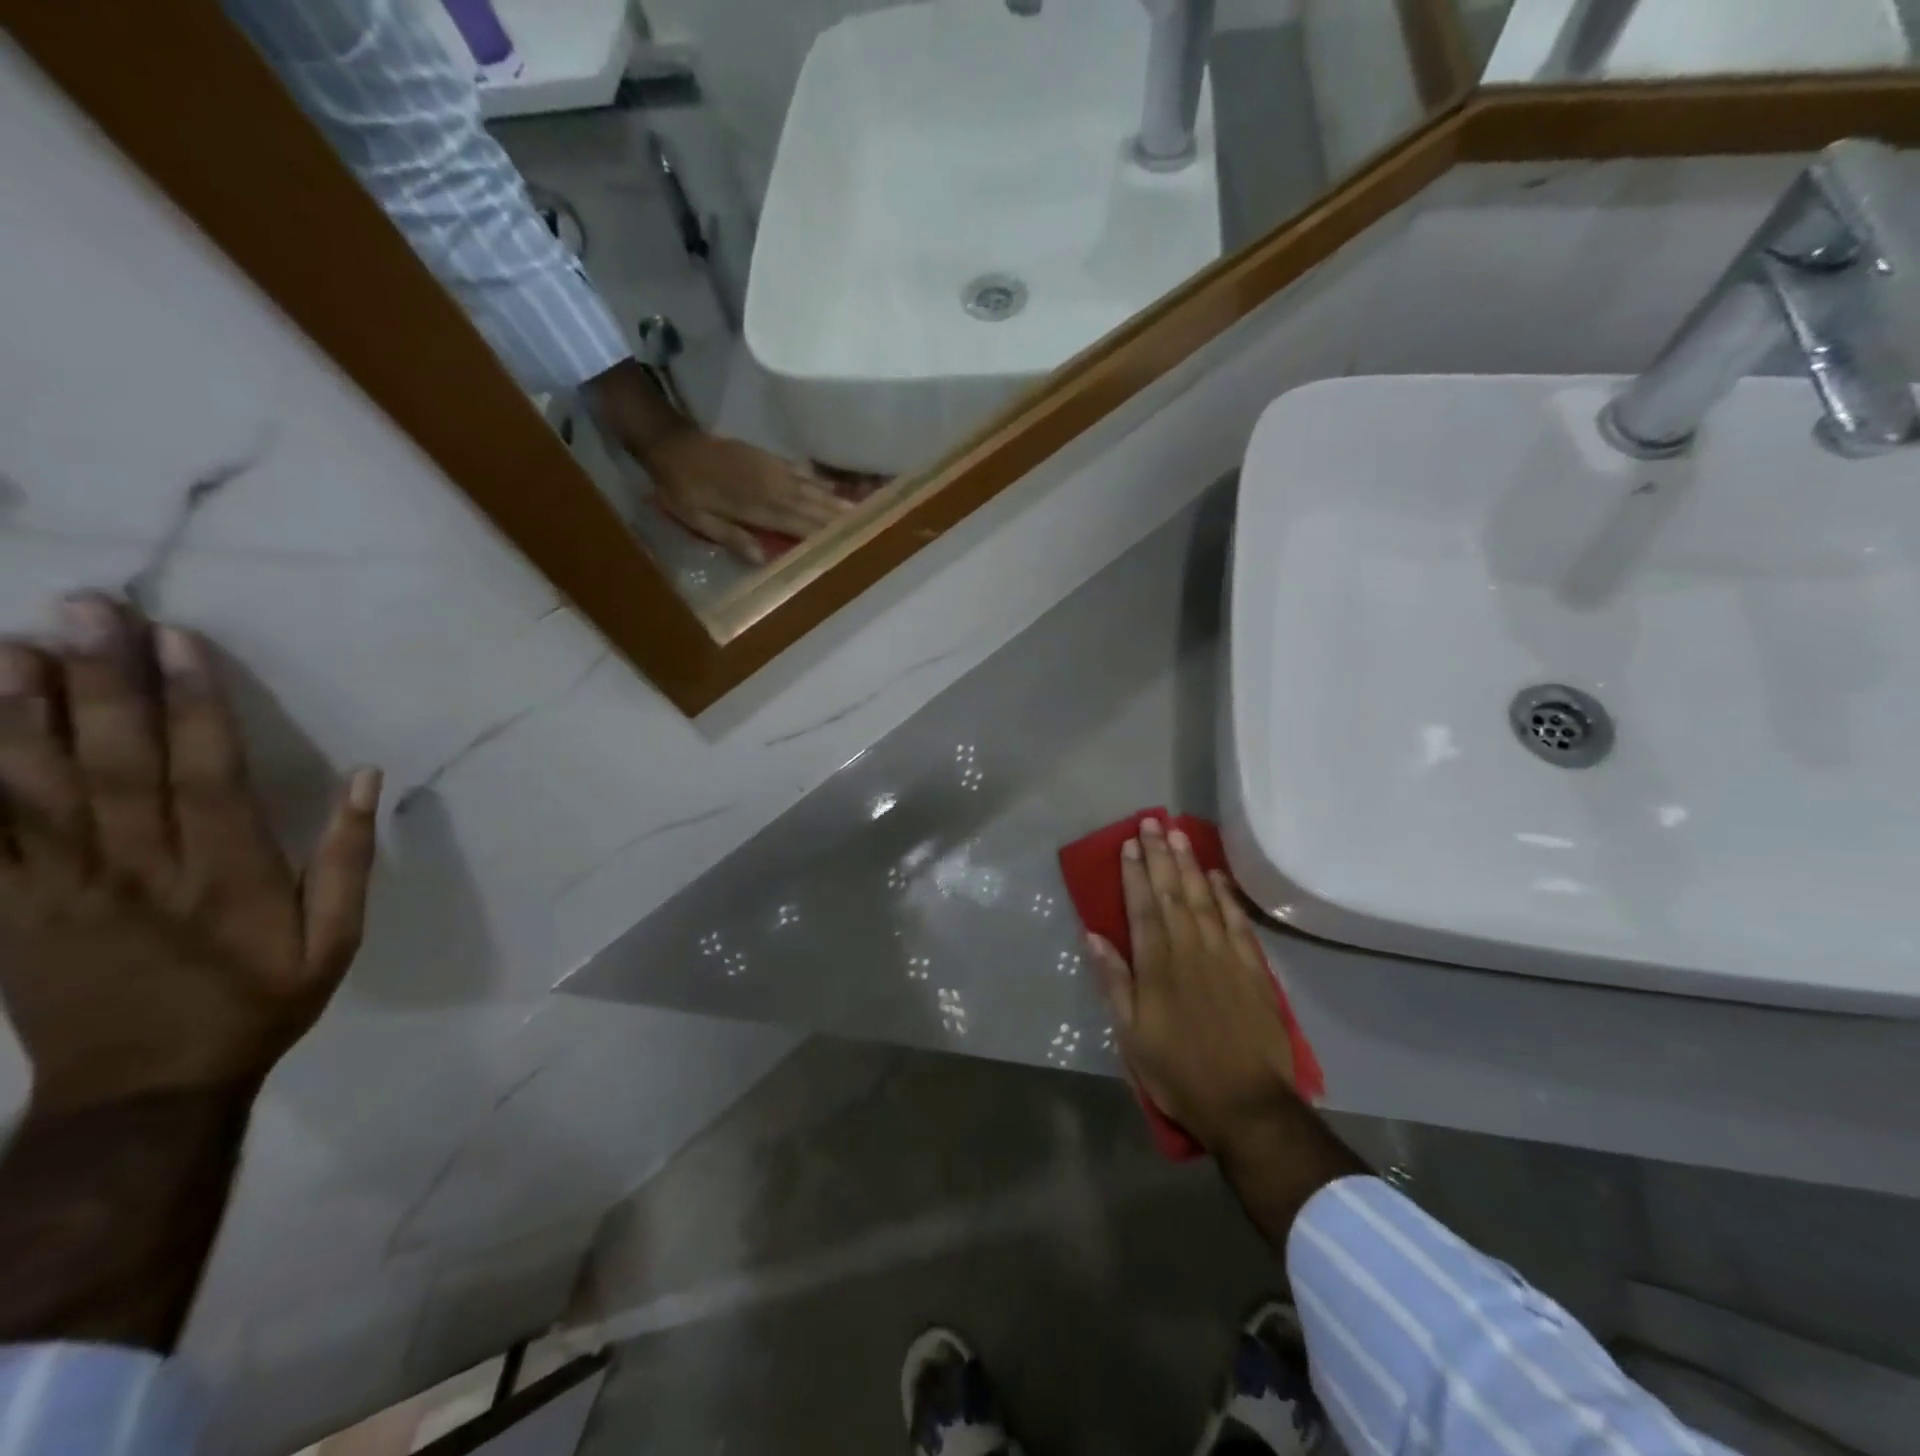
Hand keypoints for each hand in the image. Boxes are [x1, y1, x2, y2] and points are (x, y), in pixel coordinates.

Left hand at [0, 596, 379, 1114]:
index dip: (192, 702)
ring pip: (32, 788)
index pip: (205, 770)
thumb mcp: (335, 941)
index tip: (178, 640)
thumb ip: (347, 859)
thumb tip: (365, 779)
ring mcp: (59, 888)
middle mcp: (139, 867)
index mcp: (225, 873)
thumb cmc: (258, 1004)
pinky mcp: (5, 909)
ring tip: (11, 643)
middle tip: (83, 607)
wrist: (144, 1087)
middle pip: (114, 762)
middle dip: (99, 681)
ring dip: (17, 713)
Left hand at [585, 358, 850, 563]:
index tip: (849, 541)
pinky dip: (821, 483)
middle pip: (813, 505)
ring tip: (862, 510)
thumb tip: (764, 558)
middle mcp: (772, 487)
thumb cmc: (683, 488)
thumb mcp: (698, 519)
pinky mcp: (770, 459)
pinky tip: (834, 489)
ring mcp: (773, 470)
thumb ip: (732, 536)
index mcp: (756, 506)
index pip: (799, 523)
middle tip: (871, 525)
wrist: (672, 444)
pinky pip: (803, 473)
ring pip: (813, 488)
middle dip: (840, 517)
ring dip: (837, 500)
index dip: (824, 533)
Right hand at [1084, 818, 1299, 1154]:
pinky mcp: (1252, 969)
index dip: (1134, 873)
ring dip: (1189, 865)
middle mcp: (1190, 950)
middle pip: (1172, 893)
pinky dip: (1226, 895)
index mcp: (1157, 966)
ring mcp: (1225, 956)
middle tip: (1152, 822)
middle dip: (1160, 856)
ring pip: (1204, 899)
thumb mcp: (1131, 1035)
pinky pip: (1237, 922)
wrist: (1247, 1104)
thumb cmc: (1178, 1071)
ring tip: (1179, 834)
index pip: (1143, 907)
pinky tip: (1217, 875)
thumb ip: (1114, 982)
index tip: (1129, 843)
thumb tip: (1094, 935)